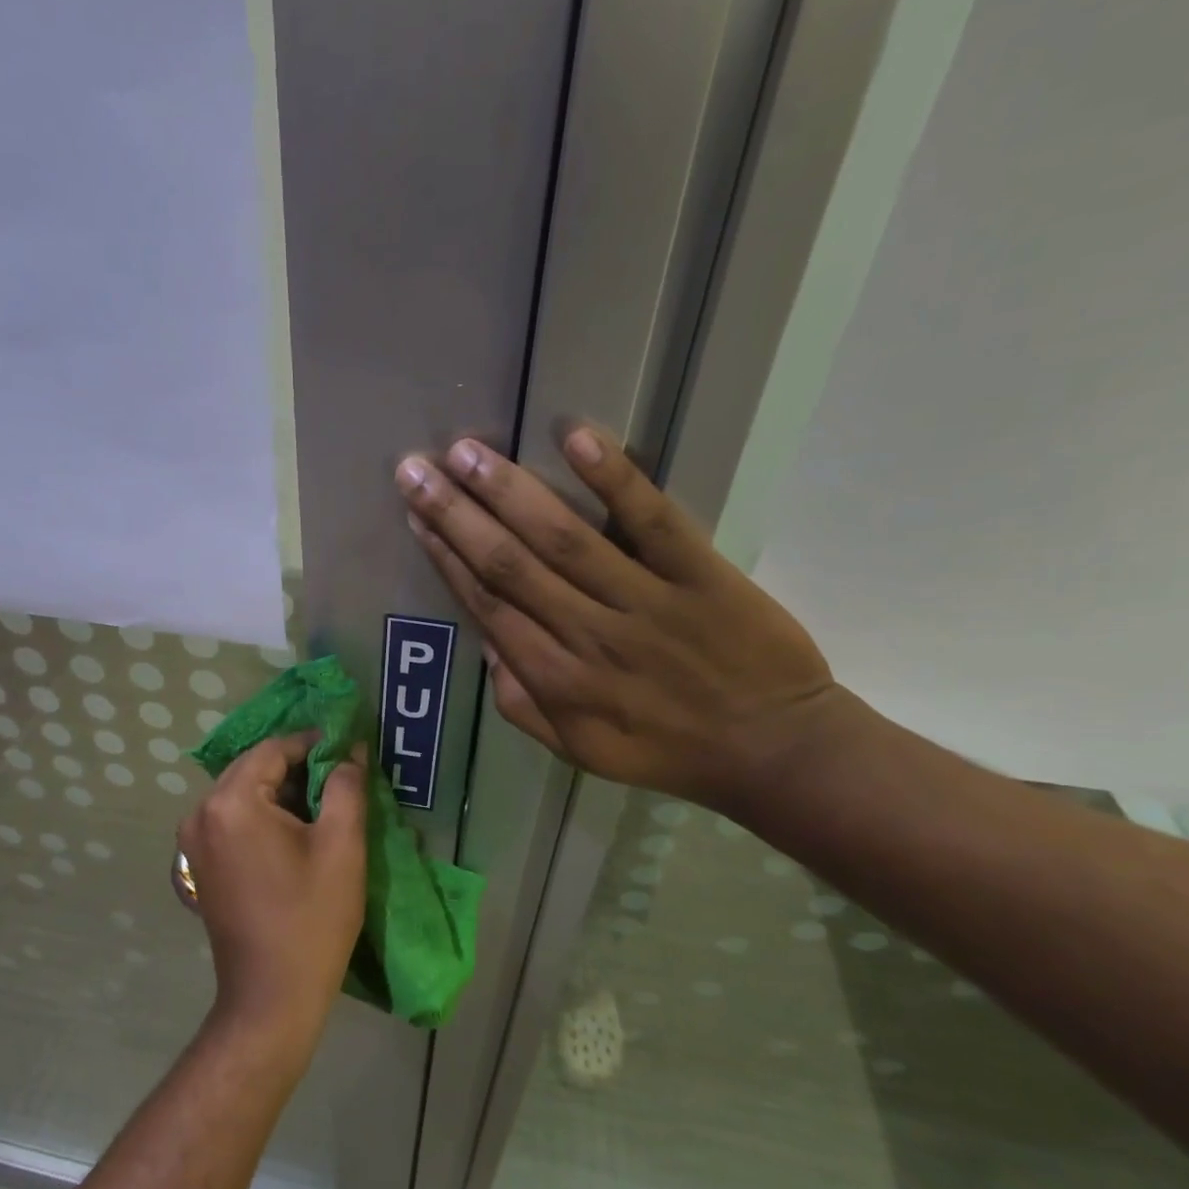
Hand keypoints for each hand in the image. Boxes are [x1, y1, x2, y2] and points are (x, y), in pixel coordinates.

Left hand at [176, 734, 367, 1058]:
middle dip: (298, 768)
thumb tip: (349, 752)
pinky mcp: (198, 864)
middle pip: (253, 769)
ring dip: (282, 793)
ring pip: (243, 794)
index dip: (314, 744)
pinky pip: (233, 820)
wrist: (271, 997)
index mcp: (231, 802)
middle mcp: (201, 813)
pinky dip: (263, 816)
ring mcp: (193, 841)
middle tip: (341, 780)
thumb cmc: (312, 918)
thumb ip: (346, 786)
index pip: (274, 749)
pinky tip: (296, 834)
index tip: (349, 751)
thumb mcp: (342, 845)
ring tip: (324, 808)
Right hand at [396, 424, 852, 813]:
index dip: (446, 558)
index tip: (416, 517)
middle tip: (415, 469)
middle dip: (456, 514)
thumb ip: (523, 705)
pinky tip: (575, 438)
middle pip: (510, 565)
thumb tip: (488, 645)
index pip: (487, 605)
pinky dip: (614, 479)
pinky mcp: (699, 574)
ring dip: (510, 491)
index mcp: (556, 680)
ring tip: (466, 451)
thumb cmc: (666, 751)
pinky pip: (652, 521)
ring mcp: (645, 600)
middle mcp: (588, 635)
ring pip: (564, 538)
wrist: (773, 749)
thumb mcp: (579, 751)